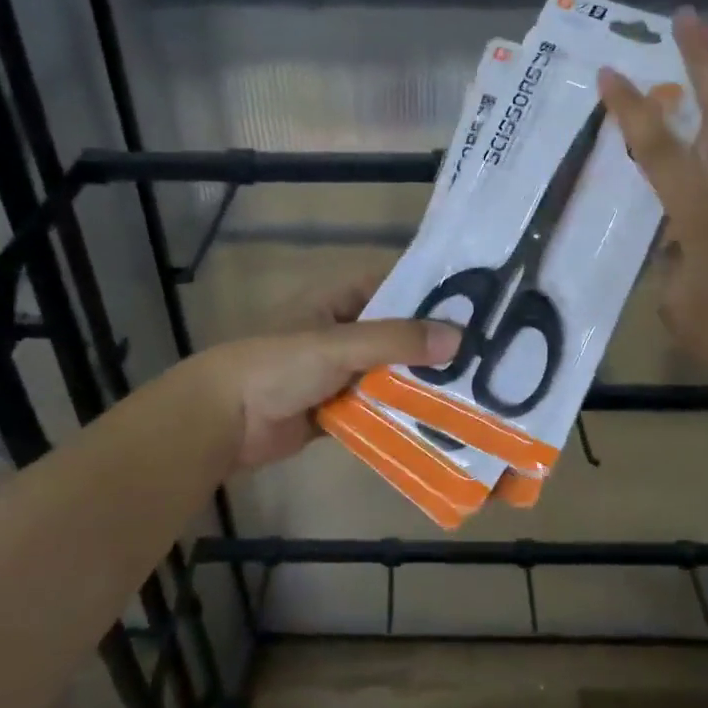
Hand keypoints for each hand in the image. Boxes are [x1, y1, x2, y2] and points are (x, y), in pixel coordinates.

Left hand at [182, 276, 459, 472]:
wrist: (223, 420)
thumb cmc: (278, 365)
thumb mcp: (339, 345)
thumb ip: (396, 341)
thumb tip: (459, 338)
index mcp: (336, 301)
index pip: (392, 286)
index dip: (429, 292)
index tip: (475, 305)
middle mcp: (341, 331)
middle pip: (395, 333)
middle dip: (431, 344)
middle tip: (485, 354)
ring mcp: (338, 372)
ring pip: (388, 372)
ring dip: (418, 382)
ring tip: (472, 388)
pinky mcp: (335, 408)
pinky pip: (375, 406)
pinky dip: (399, 412)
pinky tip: (437, 421)